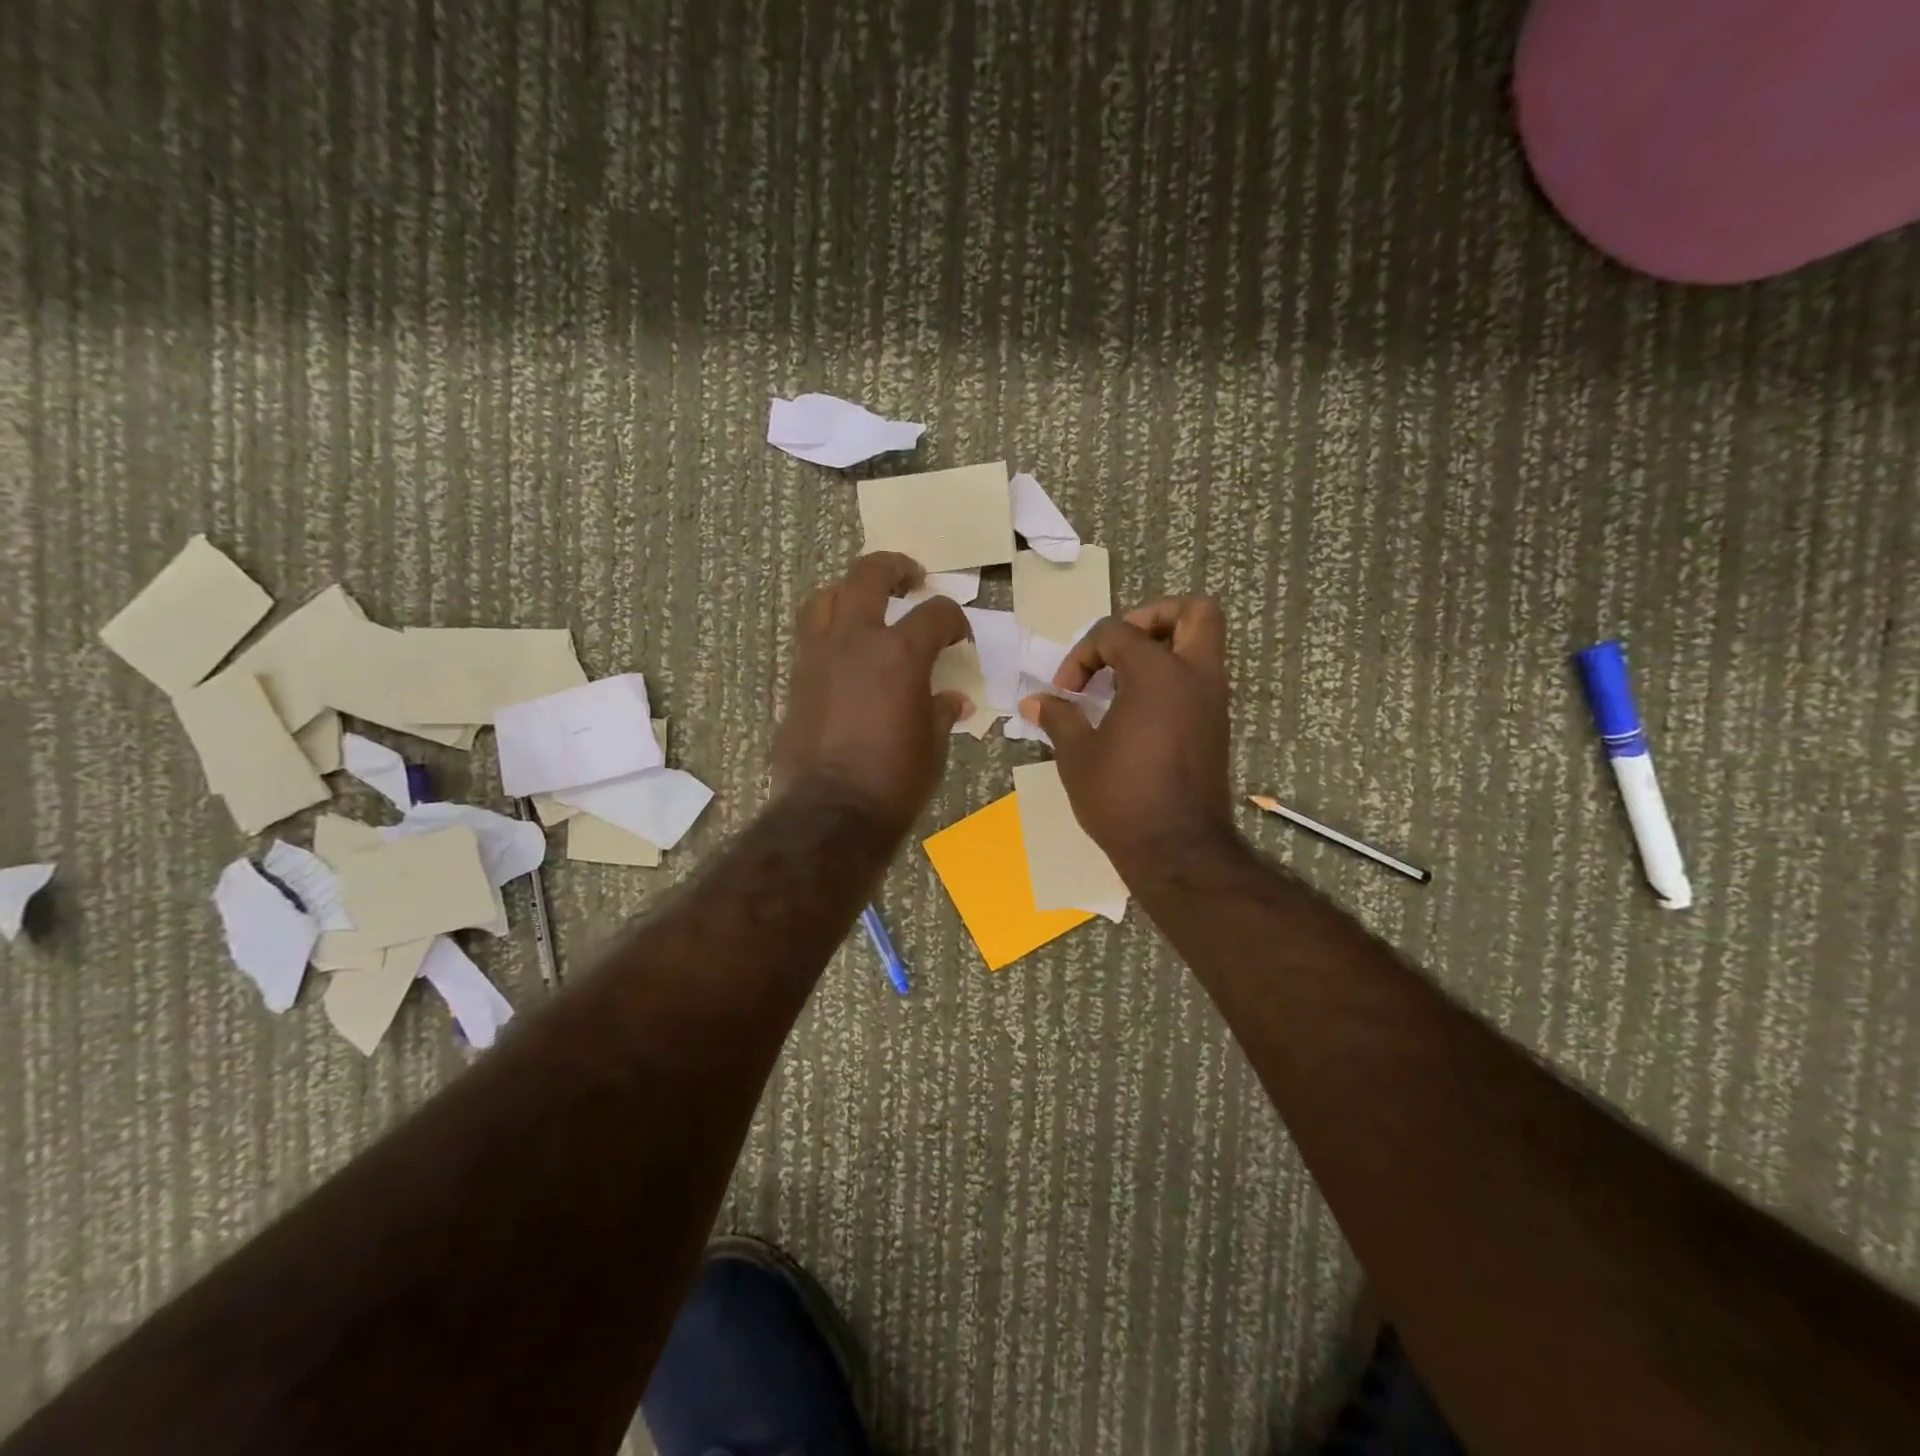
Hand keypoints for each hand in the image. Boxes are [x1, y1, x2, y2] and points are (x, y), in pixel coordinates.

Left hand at [773, 552, 972, 835]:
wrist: (831, 813)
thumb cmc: (895, 781)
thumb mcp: (933, 745)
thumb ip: (941, 711)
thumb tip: (952, 700)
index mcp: (900, 653)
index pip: (936, 613)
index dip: (955, 619)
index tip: (960, 635)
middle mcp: (855, 640)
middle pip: (869, 575)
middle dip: (894, 568)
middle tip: (911, 579)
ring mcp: (818, 656)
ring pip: (826, 598)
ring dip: (849, 593)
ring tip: (866, 606)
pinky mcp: (796, 679)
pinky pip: (811, 637)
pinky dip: (830, 632)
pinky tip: (845, 654)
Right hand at [1019, 597, 1235, 882]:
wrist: (1177, 851)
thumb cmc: (1122, 797)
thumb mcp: (1077, 755)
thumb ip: (1058, 717)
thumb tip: (1035, 701)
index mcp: (1158, 673)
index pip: (1116, 632)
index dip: (1082, 655)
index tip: (1066, 692)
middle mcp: (1196, 676)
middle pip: (1195, 613)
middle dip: (1155, 617)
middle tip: (1120, 646)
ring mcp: (1213, 702)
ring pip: (1203, 646)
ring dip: (1164, 649)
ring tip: (1122, 679)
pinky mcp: (1216, 727)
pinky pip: (1199, 679)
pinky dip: (1171, 678)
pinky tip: (1136, 711)